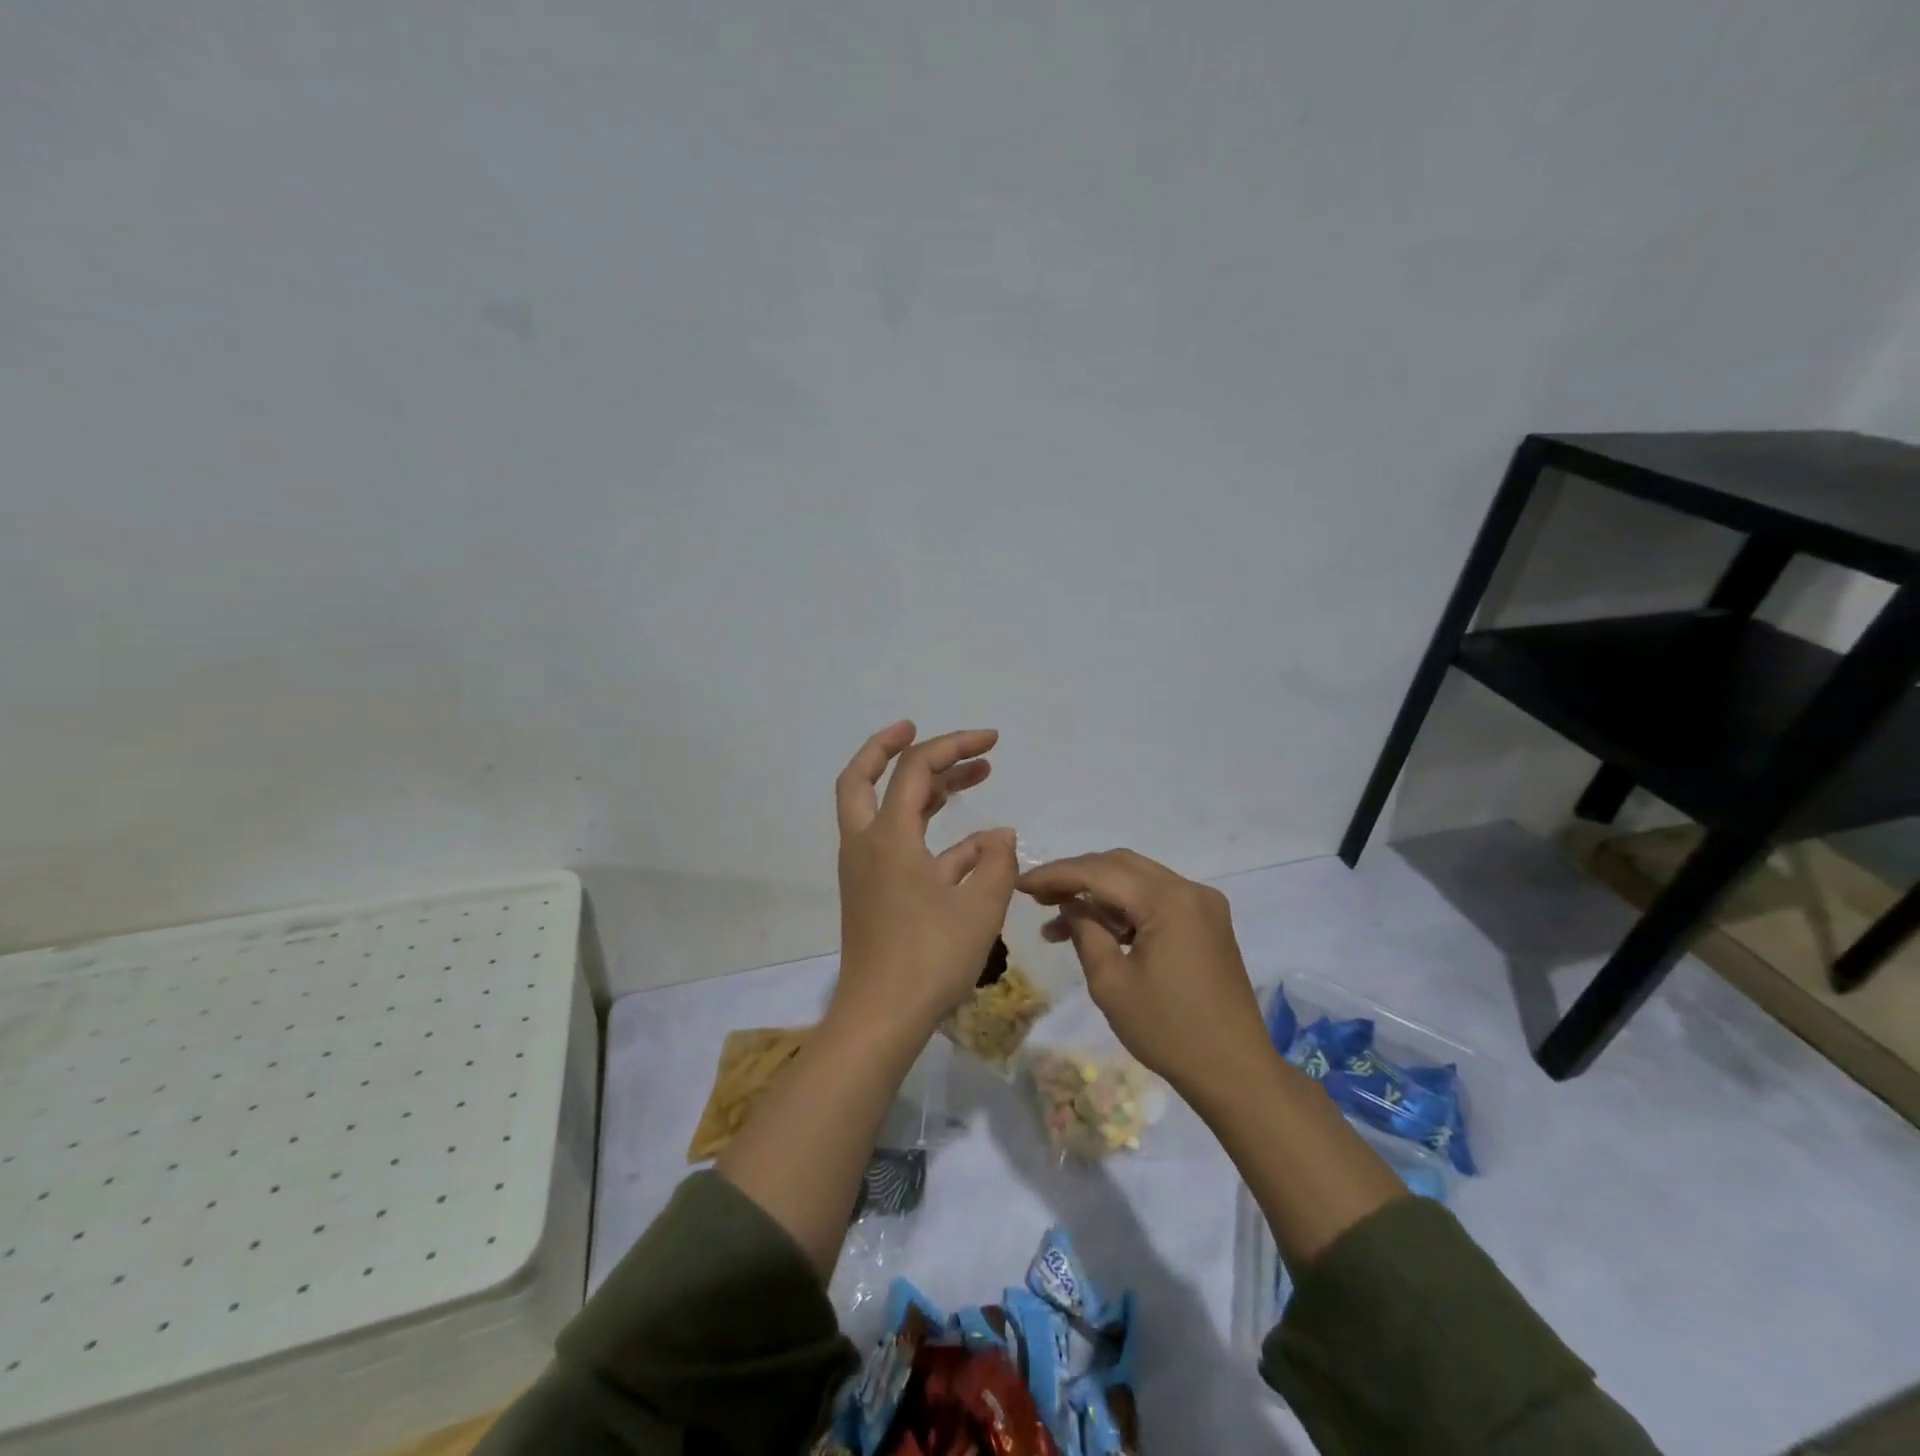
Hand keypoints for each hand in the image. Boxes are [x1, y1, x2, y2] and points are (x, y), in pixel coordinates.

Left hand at [832, 721, 1018, 1040]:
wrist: (881, 1017)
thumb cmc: (930, 958)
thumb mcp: (980, 907)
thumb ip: (996, 863)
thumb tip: (1000, 835)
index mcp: (888, 836)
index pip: (916, 770)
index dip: (954, 745)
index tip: (992, 740)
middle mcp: (866, 843)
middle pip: (862, 777)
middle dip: (891, 747)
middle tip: (921, 730)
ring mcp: (864, 869)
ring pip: (879, 809)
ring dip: (919, 789)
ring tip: (969, 777)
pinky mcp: (871, 892)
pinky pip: (897, 846)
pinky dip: (929, 834)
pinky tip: (976, 845)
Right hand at [1018, 849, 1268, 1098]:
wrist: (1235, 1072)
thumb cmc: (1168, 1030)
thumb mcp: (1111, 983)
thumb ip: (1085, 931)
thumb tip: (1070, 904)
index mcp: (1168, 900)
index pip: (1099, 872)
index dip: (1056, 875)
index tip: (1021, 884)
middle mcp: (1189, 890)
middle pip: (1120, 866)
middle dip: (1075, 877)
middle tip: (1037, 898)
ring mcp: (1202, 905)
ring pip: (1137, 881)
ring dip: (1097, 895)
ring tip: (1056, 923)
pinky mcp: (1207, 923)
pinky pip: (1156, 900)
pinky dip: (1124, 909)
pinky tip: (1096, 931)